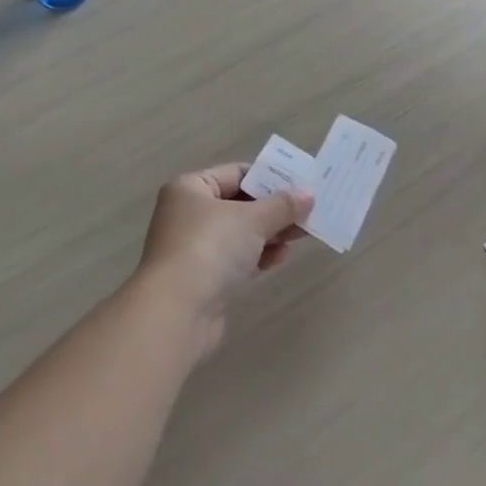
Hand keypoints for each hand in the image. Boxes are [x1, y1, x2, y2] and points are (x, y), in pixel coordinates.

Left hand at [135, 164, 311, 356]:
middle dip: (274, 209)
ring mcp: (194, 248)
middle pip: (240, 204)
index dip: (270, 178)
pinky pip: (236, 259)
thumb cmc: (211, 247)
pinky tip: (281, 257)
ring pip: (240, 233)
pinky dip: (258, 256)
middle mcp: (188, 214)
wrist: (177, 312)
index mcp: (191, 188)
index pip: (236, 173)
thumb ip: (283, 205)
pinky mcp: (203, 279)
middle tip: (308, 211)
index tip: (300, 186)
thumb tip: (309, 193)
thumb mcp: (253, 219)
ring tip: (302, 234)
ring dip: (270, 233)